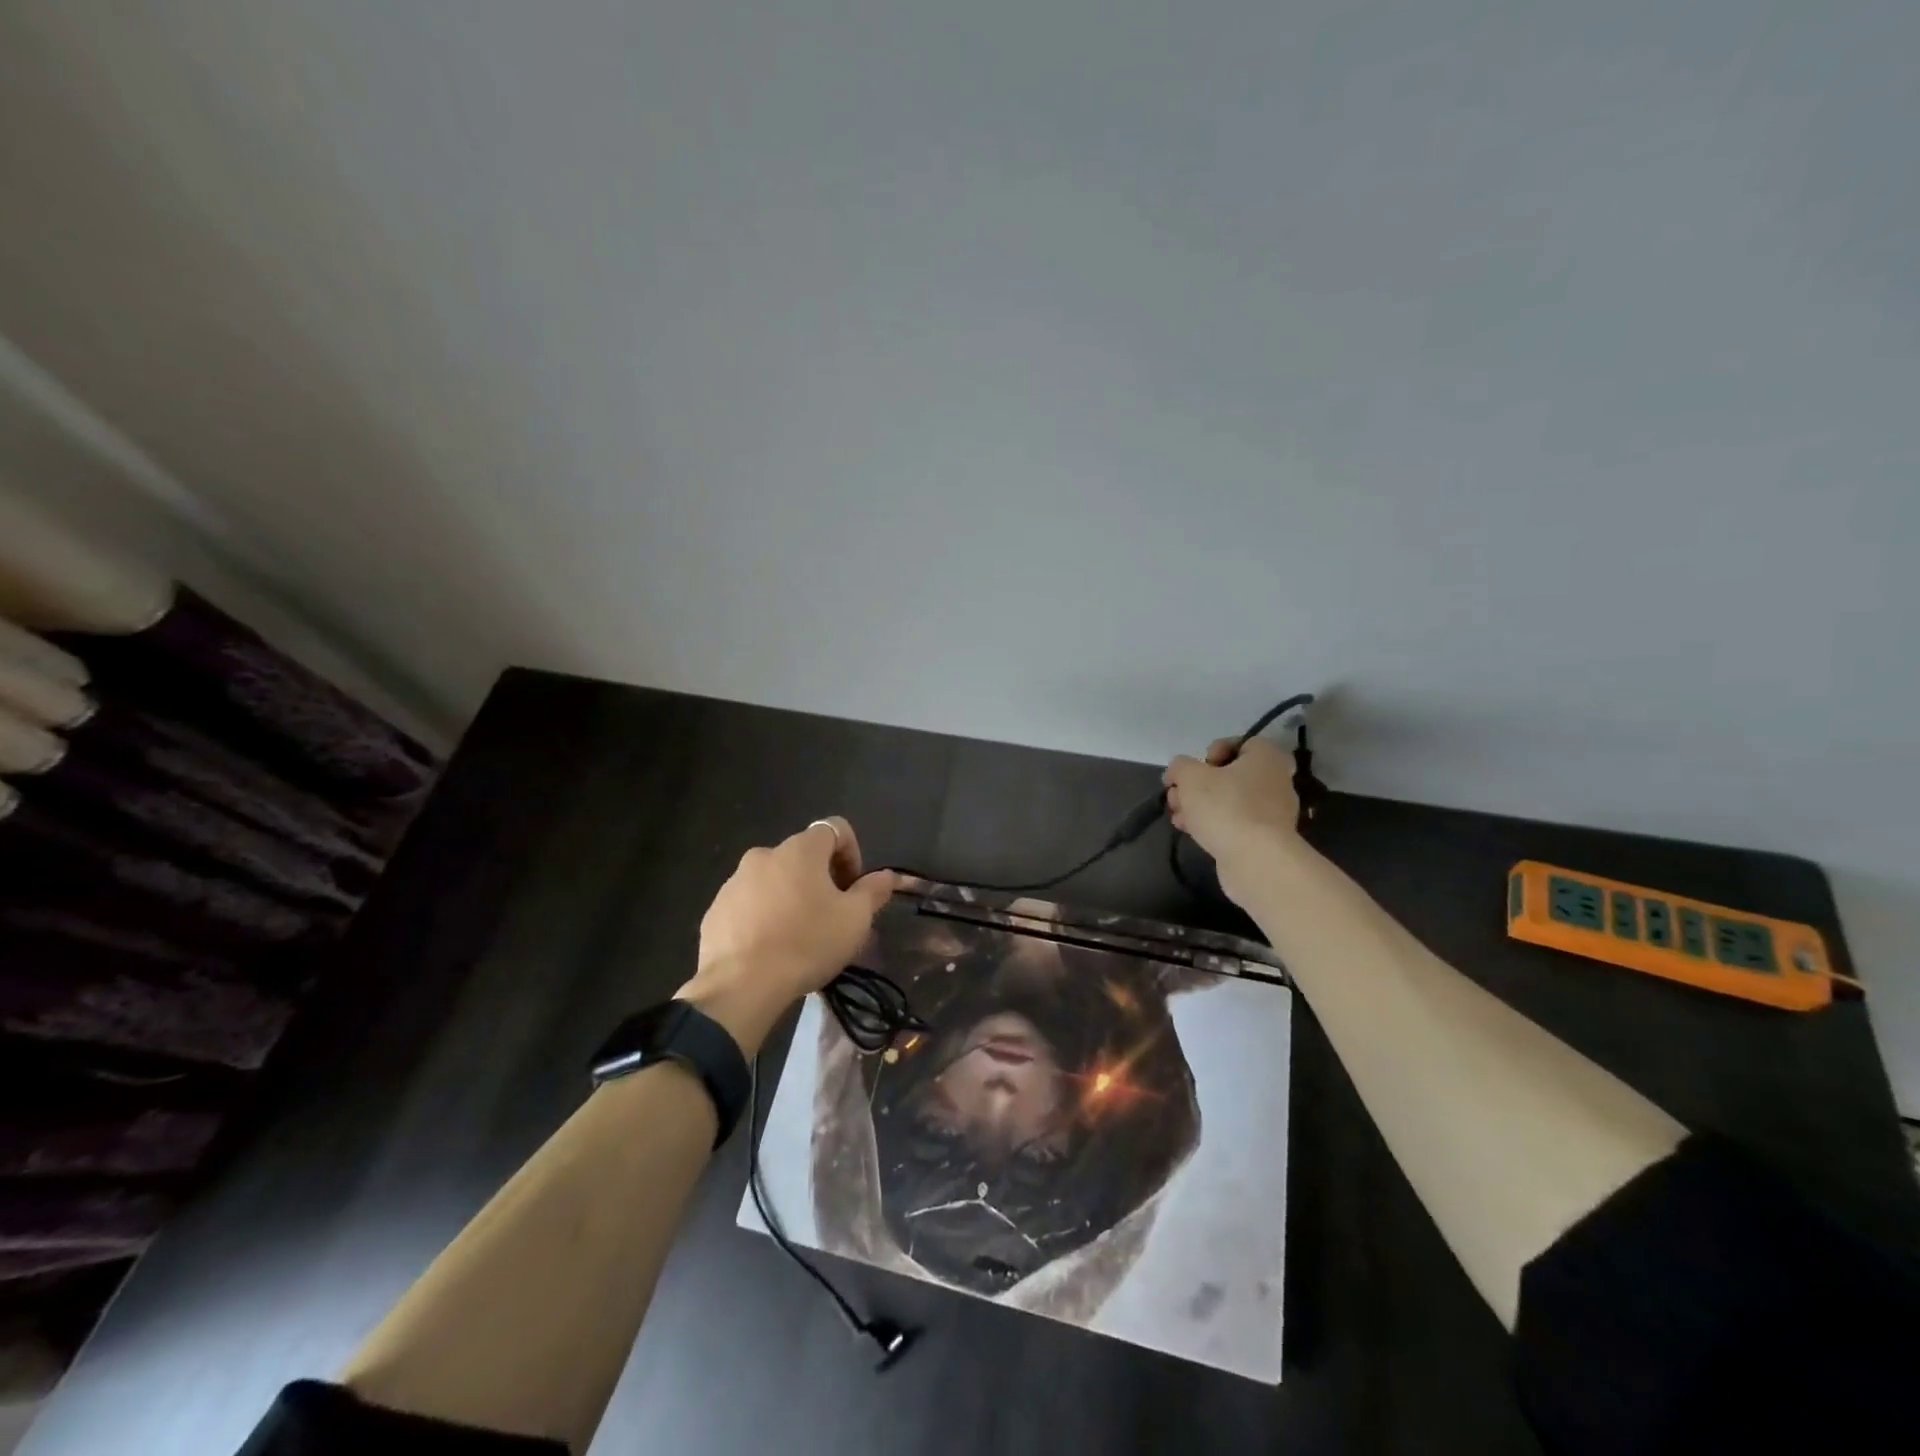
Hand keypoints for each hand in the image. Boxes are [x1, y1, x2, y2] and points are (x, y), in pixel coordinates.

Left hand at [677, 817, 897, 1055]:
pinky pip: (749, 904)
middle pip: (803, 856)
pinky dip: (763, 916)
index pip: (835, 829)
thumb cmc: (806, 943)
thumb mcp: (854, 920)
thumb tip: (886, 875)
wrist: (740, 986)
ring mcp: (734, 882)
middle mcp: (764, 855)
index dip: (852, 853)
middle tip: (831, 916)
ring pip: (774, 880)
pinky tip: (770, 949)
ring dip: (791, 897)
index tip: (854, 889)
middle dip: (821, 879)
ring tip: (798, 936)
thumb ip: (873, 891)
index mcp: (800, 850)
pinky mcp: (715, 910)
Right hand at [1163, 738, 1301, 904]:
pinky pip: (1234, 823)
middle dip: (1198, 784)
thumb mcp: (1190, 776)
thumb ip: (1179, 767)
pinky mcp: (1264, 839)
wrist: (1256, 860)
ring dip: (1200, 805)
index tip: (1198, 768)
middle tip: (1178, 795)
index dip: (1214, 751)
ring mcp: (1272, 813)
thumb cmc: (1226, 806)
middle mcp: (1275, 781)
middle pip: (1230, 775)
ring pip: (1229, 800)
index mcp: (1267, 758)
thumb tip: (1177, 772)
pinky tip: (1190, 831)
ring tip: (1177, 816)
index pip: (1242, 743)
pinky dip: (1213, 824)